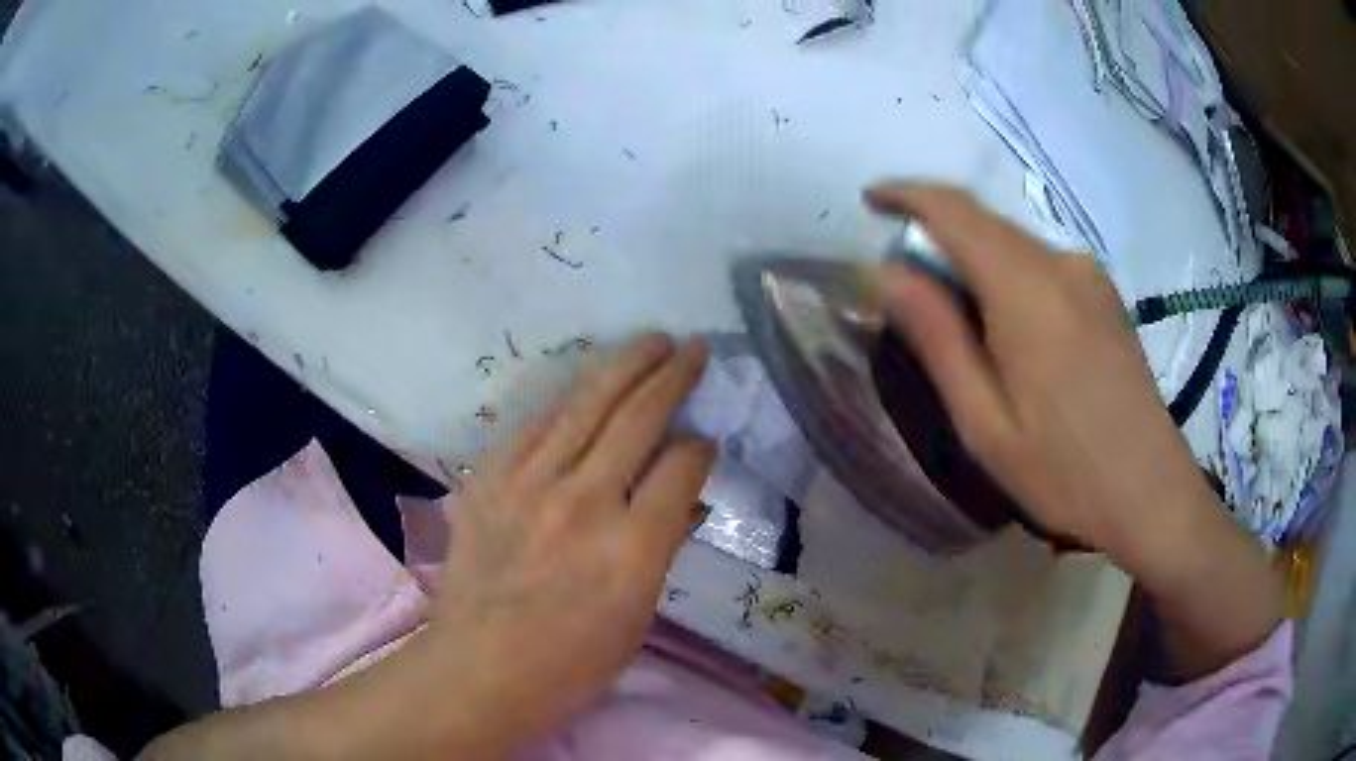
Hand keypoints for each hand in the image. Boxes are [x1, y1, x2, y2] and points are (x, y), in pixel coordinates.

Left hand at [431, 334, 714, 752]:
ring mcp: (529, 485)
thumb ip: (661, 548)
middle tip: (692, 348)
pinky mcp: (489, 481)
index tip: (705, 439)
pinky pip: (534, 426)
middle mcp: (584, 503)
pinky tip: (583, 390)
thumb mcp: (638, 618)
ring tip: (650, 341)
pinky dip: (566, 403)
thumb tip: (681, 500)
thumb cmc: (570, 666)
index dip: (700, 447)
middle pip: (638, 418)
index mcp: (632, 549)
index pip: (681, 468)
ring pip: (586, 405)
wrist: (478, 669)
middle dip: (673, 375)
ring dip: (624, 366)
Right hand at [868, 183, 1280, 676]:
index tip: (871, 200)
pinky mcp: (1105, 296)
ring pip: (1014, 243)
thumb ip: (938, 339)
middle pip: (984, 222)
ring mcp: (1089, 277)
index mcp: (1026, 289)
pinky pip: (1042, 263)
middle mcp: (1061, 264)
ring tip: (956, 314)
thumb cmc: (1064, 472)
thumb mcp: (985, 422)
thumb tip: (889, 273)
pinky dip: (1007, 273)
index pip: (954, 210)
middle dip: (936, 231)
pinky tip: (1007, 326)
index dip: (906, 195)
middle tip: (905, 280)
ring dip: (974, 257)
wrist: (1152, 492)